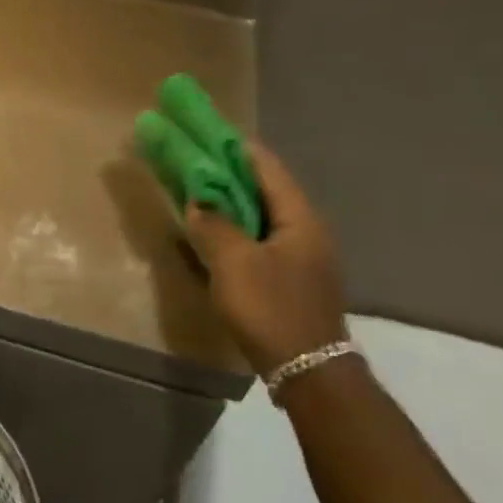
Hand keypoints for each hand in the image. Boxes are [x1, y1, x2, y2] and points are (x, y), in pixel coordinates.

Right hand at [186, 142, 347, 373]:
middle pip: (265, 190)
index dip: (235, 147)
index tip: (206, 132)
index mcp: (299, 217)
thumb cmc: (271, 308)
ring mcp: (302, 257)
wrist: (306, 369)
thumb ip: (214, 226)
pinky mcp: (292, 280)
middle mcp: (307, 230)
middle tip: (195, 162)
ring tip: (199, 194)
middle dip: (230, 174)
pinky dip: (237, 230)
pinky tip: (216, 237)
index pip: (266, 167)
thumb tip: (198, 203)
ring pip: (262, 217)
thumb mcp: (234, 263)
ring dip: (232, 204)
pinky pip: (260, 242)